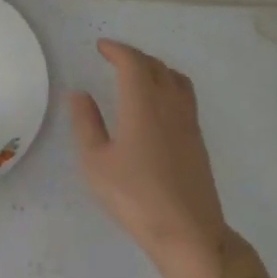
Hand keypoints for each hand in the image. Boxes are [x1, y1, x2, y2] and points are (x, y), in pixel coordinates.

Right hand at [69, 41, 258, 277]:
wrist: (186, 230)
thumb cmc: (134, 196)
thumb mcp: (96, 162)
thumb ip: (87, 123)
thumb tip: (80, 94)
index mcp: (143, 104)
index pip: (133, 63)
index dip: (117, 50)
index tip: (101, 47)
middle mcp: (170, 105)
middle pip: (156, 66)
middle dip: (134, 56)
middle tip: (114, 58)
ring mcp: (188, 122)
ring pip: (176, 79)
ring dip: (155, 68)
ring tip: (138, 75)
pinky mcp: (197, 140)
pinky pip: (184, 96)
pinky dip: (168, 85)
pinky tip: (156, 105)